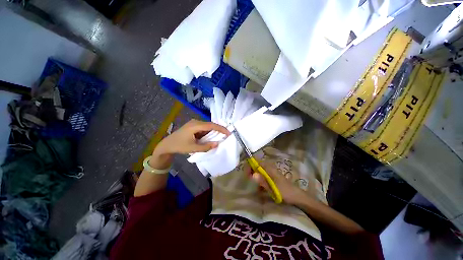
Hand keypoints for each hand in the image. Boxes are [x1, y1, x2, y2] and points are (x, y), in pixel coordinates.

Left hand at [155, 119, 229, 155]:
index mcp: (195, 125)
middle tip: (226, 135)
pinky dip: (208, 133)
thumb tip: (217, 144)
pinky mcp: (193, 126)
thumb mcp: (193, 148)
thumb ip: (206, 147)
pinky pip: (203, 128)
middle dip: (219, 130)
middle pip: (210, 124)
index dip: (221, 129)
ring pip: (207, 126)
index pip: (211, 125)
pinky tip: (210, 137)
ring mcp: (194, 123)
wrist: (166, 145)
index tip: (229, 133)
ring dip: (213, 131)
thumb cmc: (179, 146)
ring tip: (220, 136)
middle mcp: (195, 122)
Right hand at [251, 160, 307, 204]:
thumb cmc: (285, 191)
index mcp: (269, 167)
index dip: (249, 165)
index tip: (246, 174)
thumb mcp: (273, 187)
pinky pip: (262, 175)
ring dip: (254, 176)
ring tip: (254, 185)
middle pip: (256, 165)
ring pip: (258, 170)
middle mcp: (269, 167)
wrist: (297, 197)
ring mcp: (270, 172)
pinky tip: (260, 188)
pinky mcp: (272, 177)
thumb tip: (252, 174)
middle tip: (249, 180)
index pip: (256, 161)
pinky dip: (259, 180)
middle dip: (251, 171)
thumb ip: (262, 181)